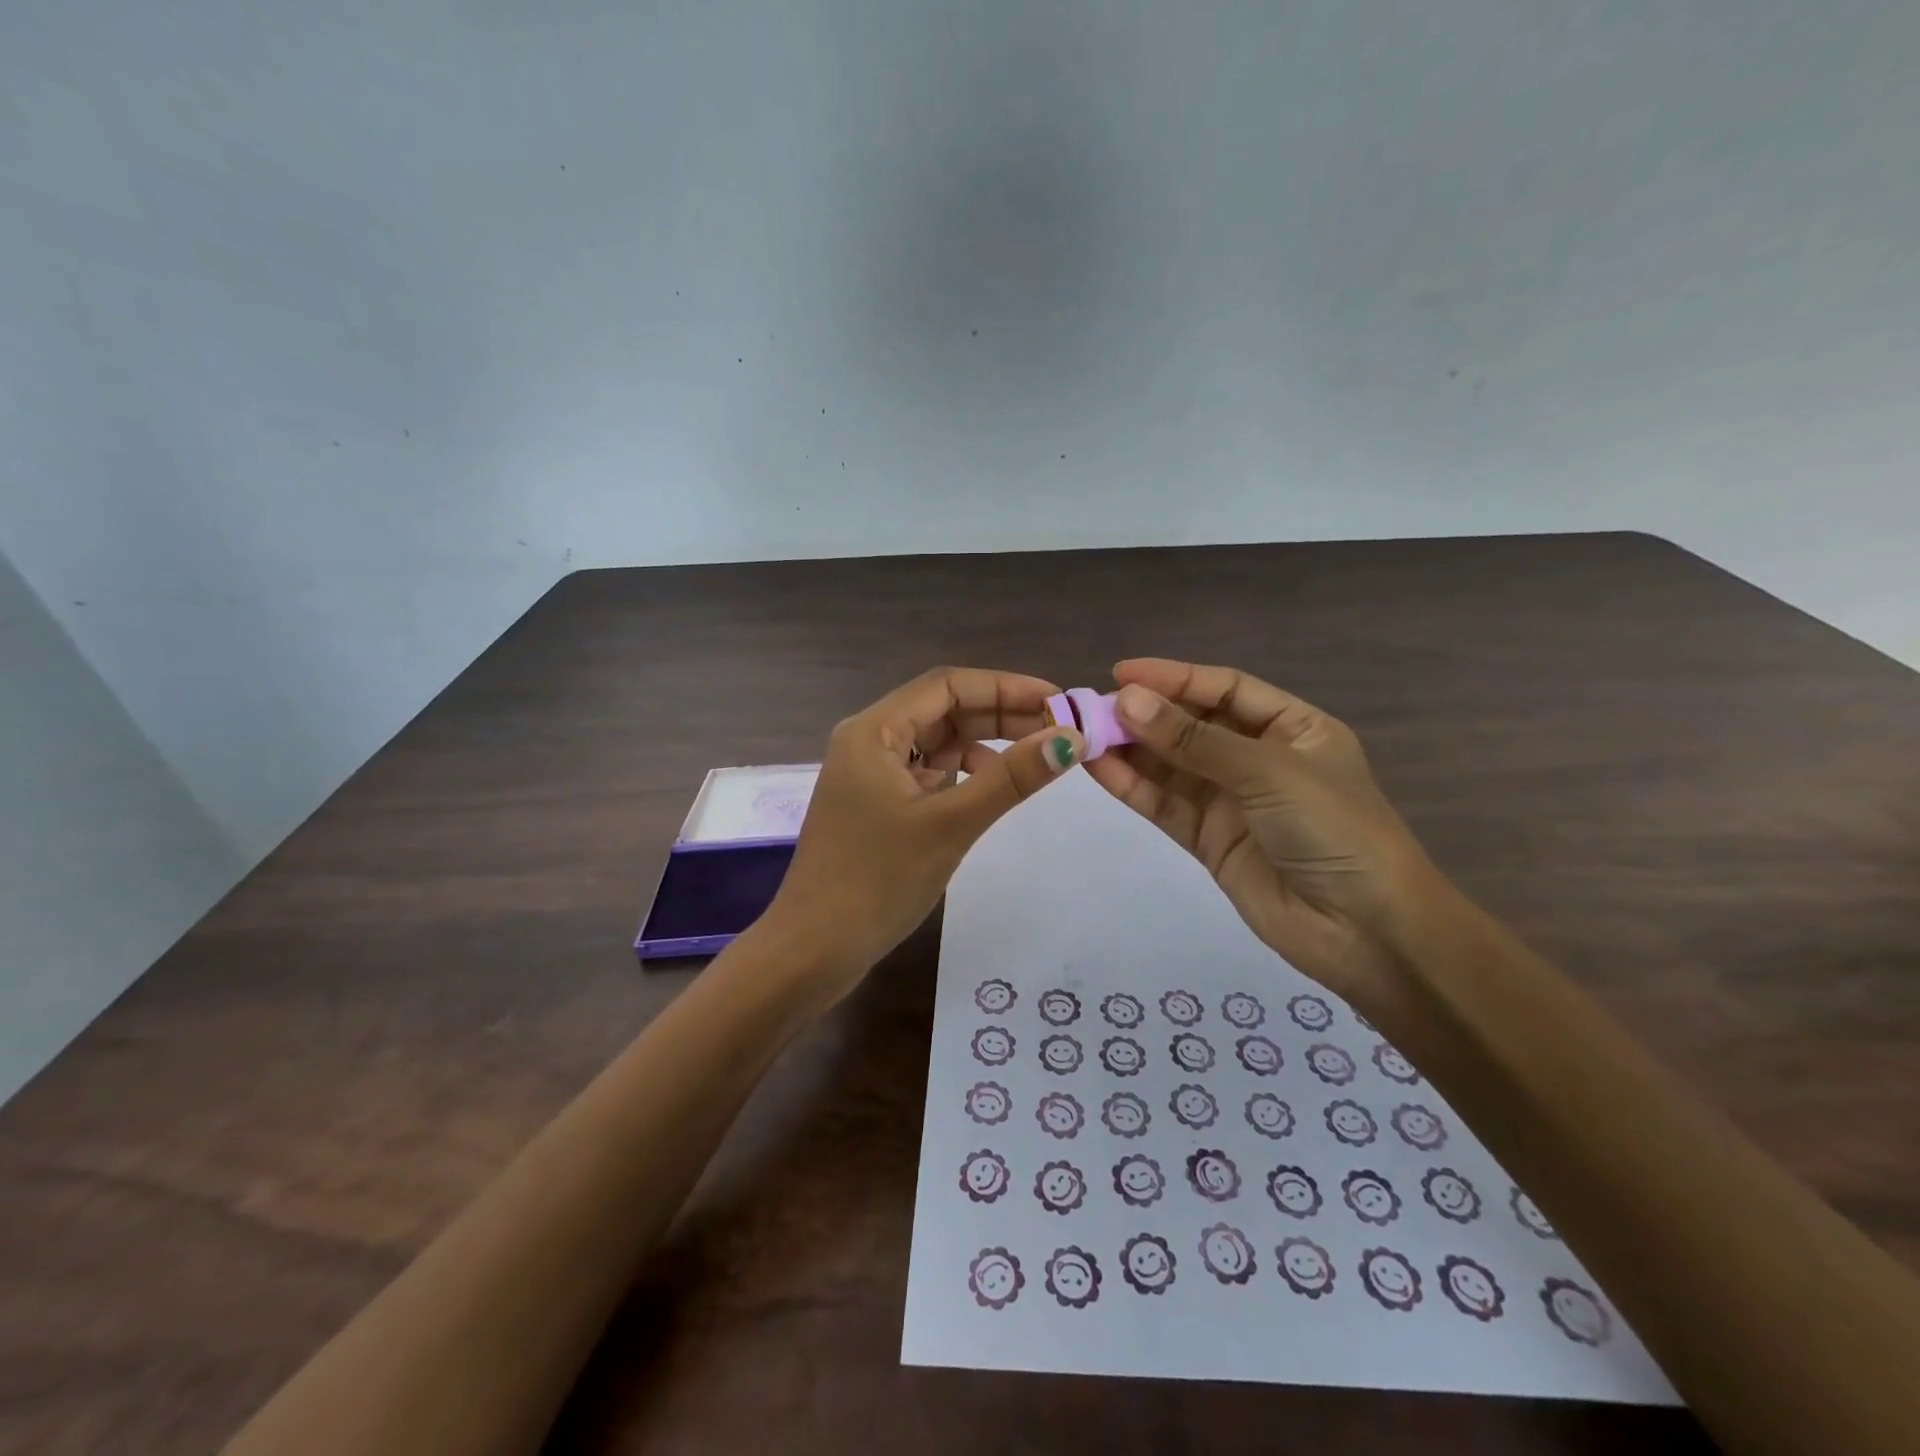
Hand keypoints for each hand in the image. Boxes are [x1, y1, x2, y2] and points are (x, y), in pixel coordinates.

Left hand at [760, 667, 1085, 1006]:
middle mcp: (868, 740)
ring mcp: (869, 773)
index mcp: (874, 730)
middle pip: (942, 710)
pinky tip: (989, 786)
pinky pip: (926, 771)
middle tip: (1058, 728)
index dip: (1005, 686)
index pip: (947, 685)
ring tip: (1035, 755)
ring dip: (984, 742)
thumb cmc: (878, 881)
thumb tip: (1070, 738)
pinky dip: (961, 772)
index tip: (1057, 700)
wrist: (815, 949)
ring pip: (936, 741)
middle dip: (1000, 714)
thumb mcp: (951, 824)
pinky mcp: (875, 803)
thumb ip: (1011, 778)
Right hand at [1081, 659, 1436, 1004]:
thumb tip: (1126, 700)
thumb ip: (1194, 740)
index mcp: (1292, 728)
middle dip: (1145, 714)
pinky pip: (1165, 804)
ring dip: (1130, 749)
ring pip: (1171, 766)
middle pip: (1192, 725)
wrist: (1365, 931)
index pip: (1224, 689)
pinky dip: (1133, 786)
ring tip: (1083, 734)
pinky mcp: (1209, 840)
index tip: (1121, 672)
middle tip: (1092, 707)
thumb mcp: (1268, 772)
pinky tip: (1097, 768)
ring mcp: (1231, 801)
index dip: (1174, 678)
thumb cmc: (1334, 830)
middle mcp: (1259, 758)